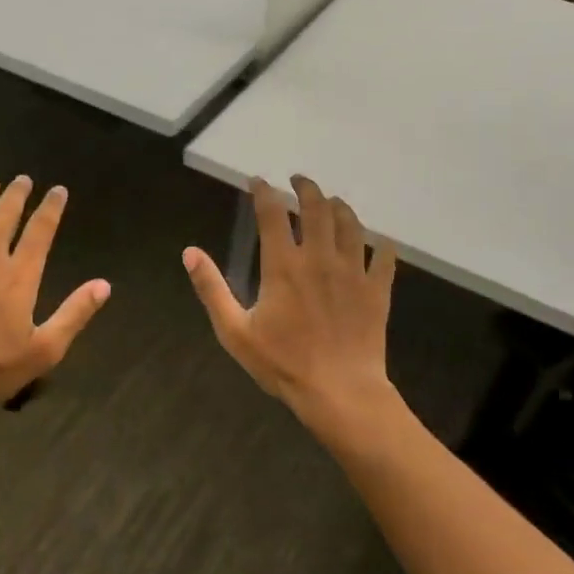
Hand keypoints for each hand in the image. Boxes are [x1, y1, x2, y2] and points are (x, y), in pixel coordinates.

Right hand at [183, 176, 397, 427]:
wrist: (340, 392)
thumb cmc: (283, 363)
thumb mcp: (235, 330)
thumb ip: (211, 288)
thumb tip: (190, 253)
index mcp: (283, 265)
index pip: (272, 213)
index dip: (264, 192)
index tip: (258, 182)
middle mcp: (320, 258)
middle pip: (316, 208)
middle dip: (306, 188)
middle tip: (298, 180)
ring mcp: (352, 272)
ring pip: (350, 224)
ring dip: (339, 207)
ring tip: (332, 202)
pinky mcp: (376, 290)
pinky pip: (383, 257)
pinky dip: (380, 244)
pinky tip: (378, 241)